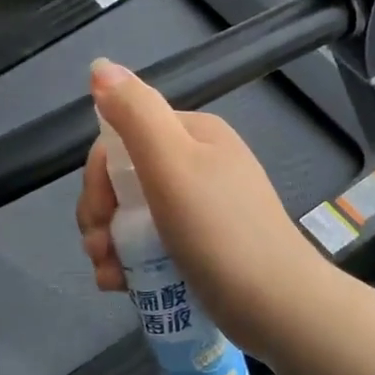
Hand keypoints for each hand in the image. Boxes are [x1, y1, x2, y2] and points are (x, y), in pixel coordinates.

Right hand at [76, 59, 327, 353]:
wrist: (278, 307)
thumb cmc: (220, 232)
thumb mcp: (173, 164)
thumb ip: (135, 113)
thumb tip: (100, 66)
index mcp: (193, 136)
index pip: (122, 140)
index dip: (98, 176)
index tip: (97, 214)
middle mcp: (197, 165)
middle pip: (124, 180)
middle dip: (100, 215)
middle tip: (98, 250)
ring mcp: (200, 208)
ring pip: (132, 216)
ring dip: (108, 243)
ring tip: (108, 276)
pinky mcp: (199, 247)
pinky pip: (150, 245)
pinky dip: (129, 262)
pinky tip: (121, 286)